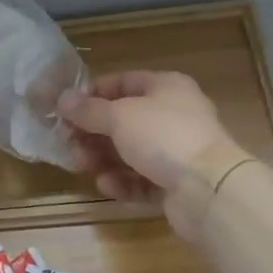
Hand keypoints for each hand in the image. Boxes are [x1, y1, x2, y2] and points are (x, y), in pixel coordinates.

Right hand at [60, 71, 236, 234]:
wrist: (209, 189)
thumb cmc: (163, 137)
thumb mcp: (119, 116)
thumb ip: (88, 110)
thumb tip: (63, 99)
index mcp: (166, 87)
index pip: (122, 82)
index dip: (93, 94)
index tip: (66, 110)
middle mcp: (172, 115)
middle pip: (122, 121)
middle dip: (93, 133)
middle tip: (69, 144)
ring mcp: (176, 152)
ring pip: (129, 152)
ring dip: (102, 158)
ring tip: (83, 166)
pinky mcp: (175, 184)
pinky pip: (141, 179)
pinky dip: (122, 181)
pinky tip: (107, 185)